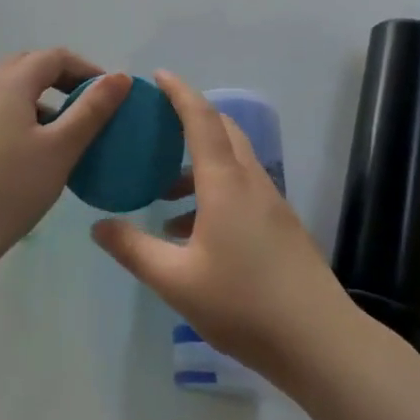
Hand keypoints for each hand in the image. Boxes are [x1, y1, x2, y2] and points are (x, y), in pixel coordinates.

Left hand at [0, 50, 130, 269]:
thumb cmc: (11, 188)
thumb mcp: (61, 148)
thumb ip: (92, 110)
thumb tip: (120, 77)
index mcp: (10, 83)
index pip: (53, 57)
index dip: (85, 68)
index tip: (108, 93)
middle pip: (27, 66)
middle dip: (60, 77)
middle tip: (85, 103)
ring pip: (9, 90)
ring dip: (39, 97)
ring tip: (61, 130)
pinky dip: (18, 115)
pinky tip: (29, 151)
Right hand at [90, 72, 351, 383]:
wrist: (320, 343)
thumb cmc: (244, 304)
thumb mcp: (176, 282)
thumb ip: (135, 250)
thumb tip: (99, 226)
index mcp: (225, 182)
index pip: (200, 119)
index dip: (179, 92)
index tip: (157, 76)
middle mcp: (250, 181)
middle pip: (222, 130)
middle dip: (190, 118)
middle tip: (157, 126)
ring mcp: (271, 203)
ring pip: (233, 161)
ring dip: (200, 162)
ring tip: (164, 193)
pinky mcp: (281, 226)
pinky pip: (243, 187)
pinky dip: (215, 189)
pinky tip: (193, 232)